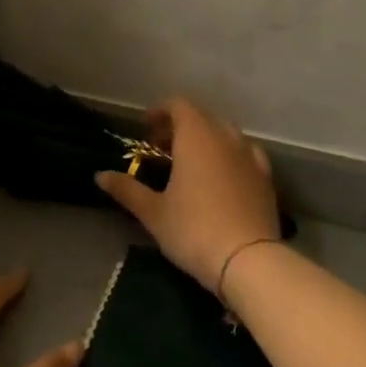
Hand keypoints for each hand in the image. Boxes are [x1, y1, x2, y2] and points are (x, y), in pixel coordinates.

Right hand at [95, 97, 281, 302]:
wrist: (248, 260)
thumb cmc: (193, 230)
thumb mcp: (153, 212)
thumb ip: (127, 189)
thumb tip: (100, 175)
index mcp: (196, 137)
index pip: (179, 106)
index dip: (161, 112)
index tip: (146, 129)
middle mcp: (226, 138)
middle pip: (202, 118)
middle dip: (180, 127)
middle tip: (161, 149)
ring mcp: (250, 156)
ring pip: (226, 134)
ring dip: (206, 140)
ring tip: (191, 164)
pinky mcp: (266, 178)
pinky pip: (245, 154)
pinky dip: (229, 156)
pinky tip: (222, 177)